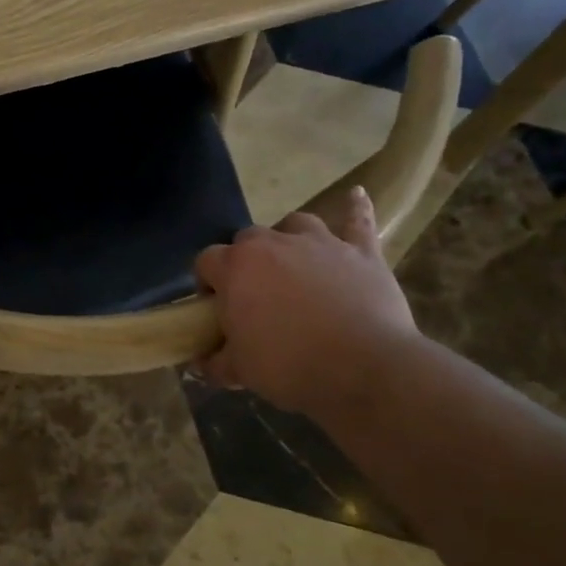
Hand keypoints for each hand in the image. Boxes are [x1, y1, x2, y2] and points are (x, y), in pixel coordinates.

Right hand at [192, 188, 416, 412]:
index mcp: (236, 268)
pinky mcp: (361, 252)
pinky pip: (358, 222)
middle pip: (248, 239)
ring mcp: (320, 243)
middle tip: (256, 296)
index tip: (217, 308)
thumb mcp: (240, 371)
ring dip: (289, 238)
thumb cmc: (290, 365)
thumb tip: (201, 362)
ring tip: (293, 260)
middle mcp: (273, 243)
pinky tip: (357, 194)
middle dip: (246, 262)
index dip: (208, 283)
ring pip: (296, 224)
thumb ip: (216, 362)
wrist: (364, 368)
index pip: (207, 261)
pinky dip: (357, 209)